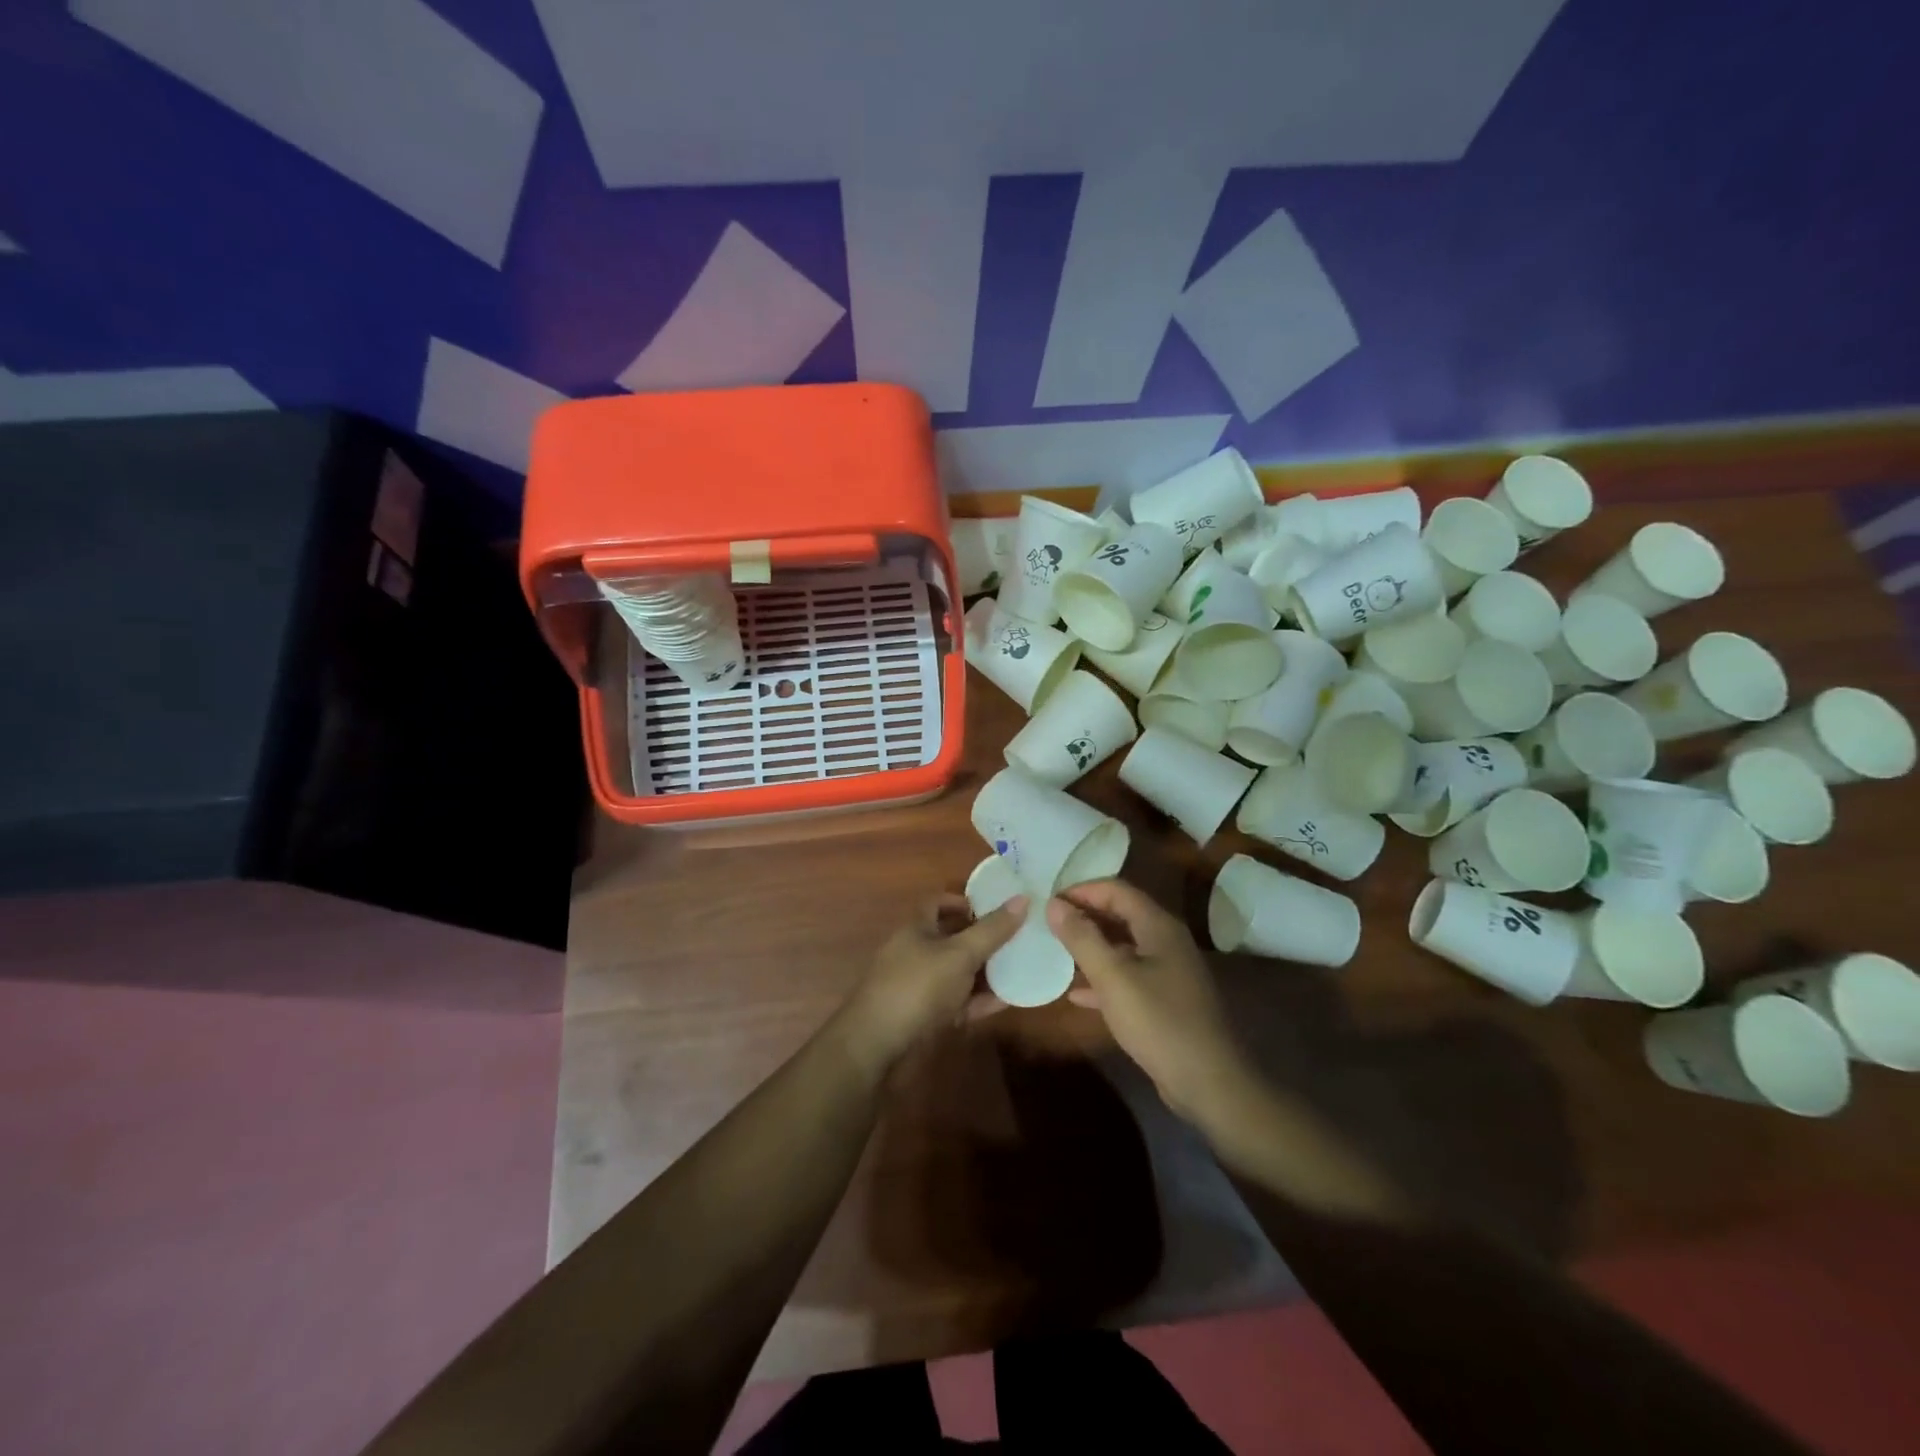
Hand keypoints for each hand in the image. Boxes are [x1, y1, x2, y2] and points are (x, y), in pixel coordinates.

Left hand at [837, 893, 1025, 1074]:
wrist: (877, 1046)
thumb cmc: (917, 987)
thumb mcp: (960, 954)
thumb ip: (992, 930)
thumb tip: (1023, 898)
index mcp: (916, 929)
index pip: (937, 902)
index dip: (963, 901)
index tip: (994, 907)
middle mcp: (915, 953)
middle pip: (951, 938)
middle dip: (981, 938)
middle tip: (1017, 938)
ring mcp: (919, 987)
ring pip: (956, 973)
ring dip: (984, 972)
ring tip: (1019, 968)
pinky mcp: (925, 1017)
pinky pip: (957, 1003)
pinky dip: (978, 1001)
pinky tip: (1005, 1002)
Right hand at [1048, 880, 1258, 1127]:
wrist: (1208, 1081)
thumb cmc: (1158, 1021)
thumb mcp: (1113, 977)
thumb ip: (1082, 938)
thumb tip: (1053, 904)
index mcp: (1158, 925)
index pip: (1115, 890)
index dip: (1081, 890)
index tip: (1048, 902)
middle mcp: (1166, 940)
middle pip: (1120, 914)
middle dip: (1084, 915)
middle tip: (1048, 924)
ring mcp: (1168, 970)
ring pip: (1123, 946)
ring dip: (1091, 946)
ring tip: (1056, 952)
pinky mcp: (1166, 999)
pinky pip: (1129, 976)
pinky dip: (1104, 978)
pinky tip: (1077, 994)